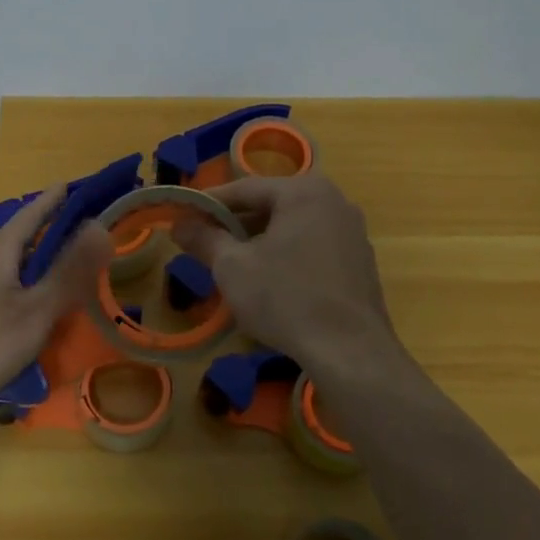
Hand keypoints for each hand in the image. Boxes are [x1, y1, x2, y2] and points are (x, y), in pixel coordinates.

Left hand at [0, 188, 113, 426]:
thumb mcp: (32, 311)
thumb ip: (68, 273)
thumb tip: (100, 226)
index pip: (32, 214)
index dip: (55, 199)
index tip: (78, 185)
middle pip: (22, 243)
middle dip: (53, 237)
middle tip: (88, 238)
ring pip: (12, 274)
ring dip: (40, 271)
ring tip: (70, 281)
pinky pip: (2, 298)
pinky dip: (25, 299)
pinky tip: (35, 322)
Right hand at [173, 174, 393, 370]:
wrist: (349, 351)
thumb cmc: (285, 298)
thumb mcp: (232, 267)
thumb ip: (204, 239)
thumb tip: (179, 223)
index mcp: (303, 191)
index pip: (244, 188)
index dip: (208, 204)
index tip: (182, 217)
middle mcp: (334, 201)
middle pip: (271, 205)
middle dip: (235, 224)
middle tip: (203, 243)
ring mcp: (352, 232)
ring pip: (292, 228)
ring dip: (260, 241)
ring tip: (231, 265)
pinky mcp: (360, 262)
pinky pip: (313, 247)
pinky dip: (286, 256)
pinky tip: (269, 283)